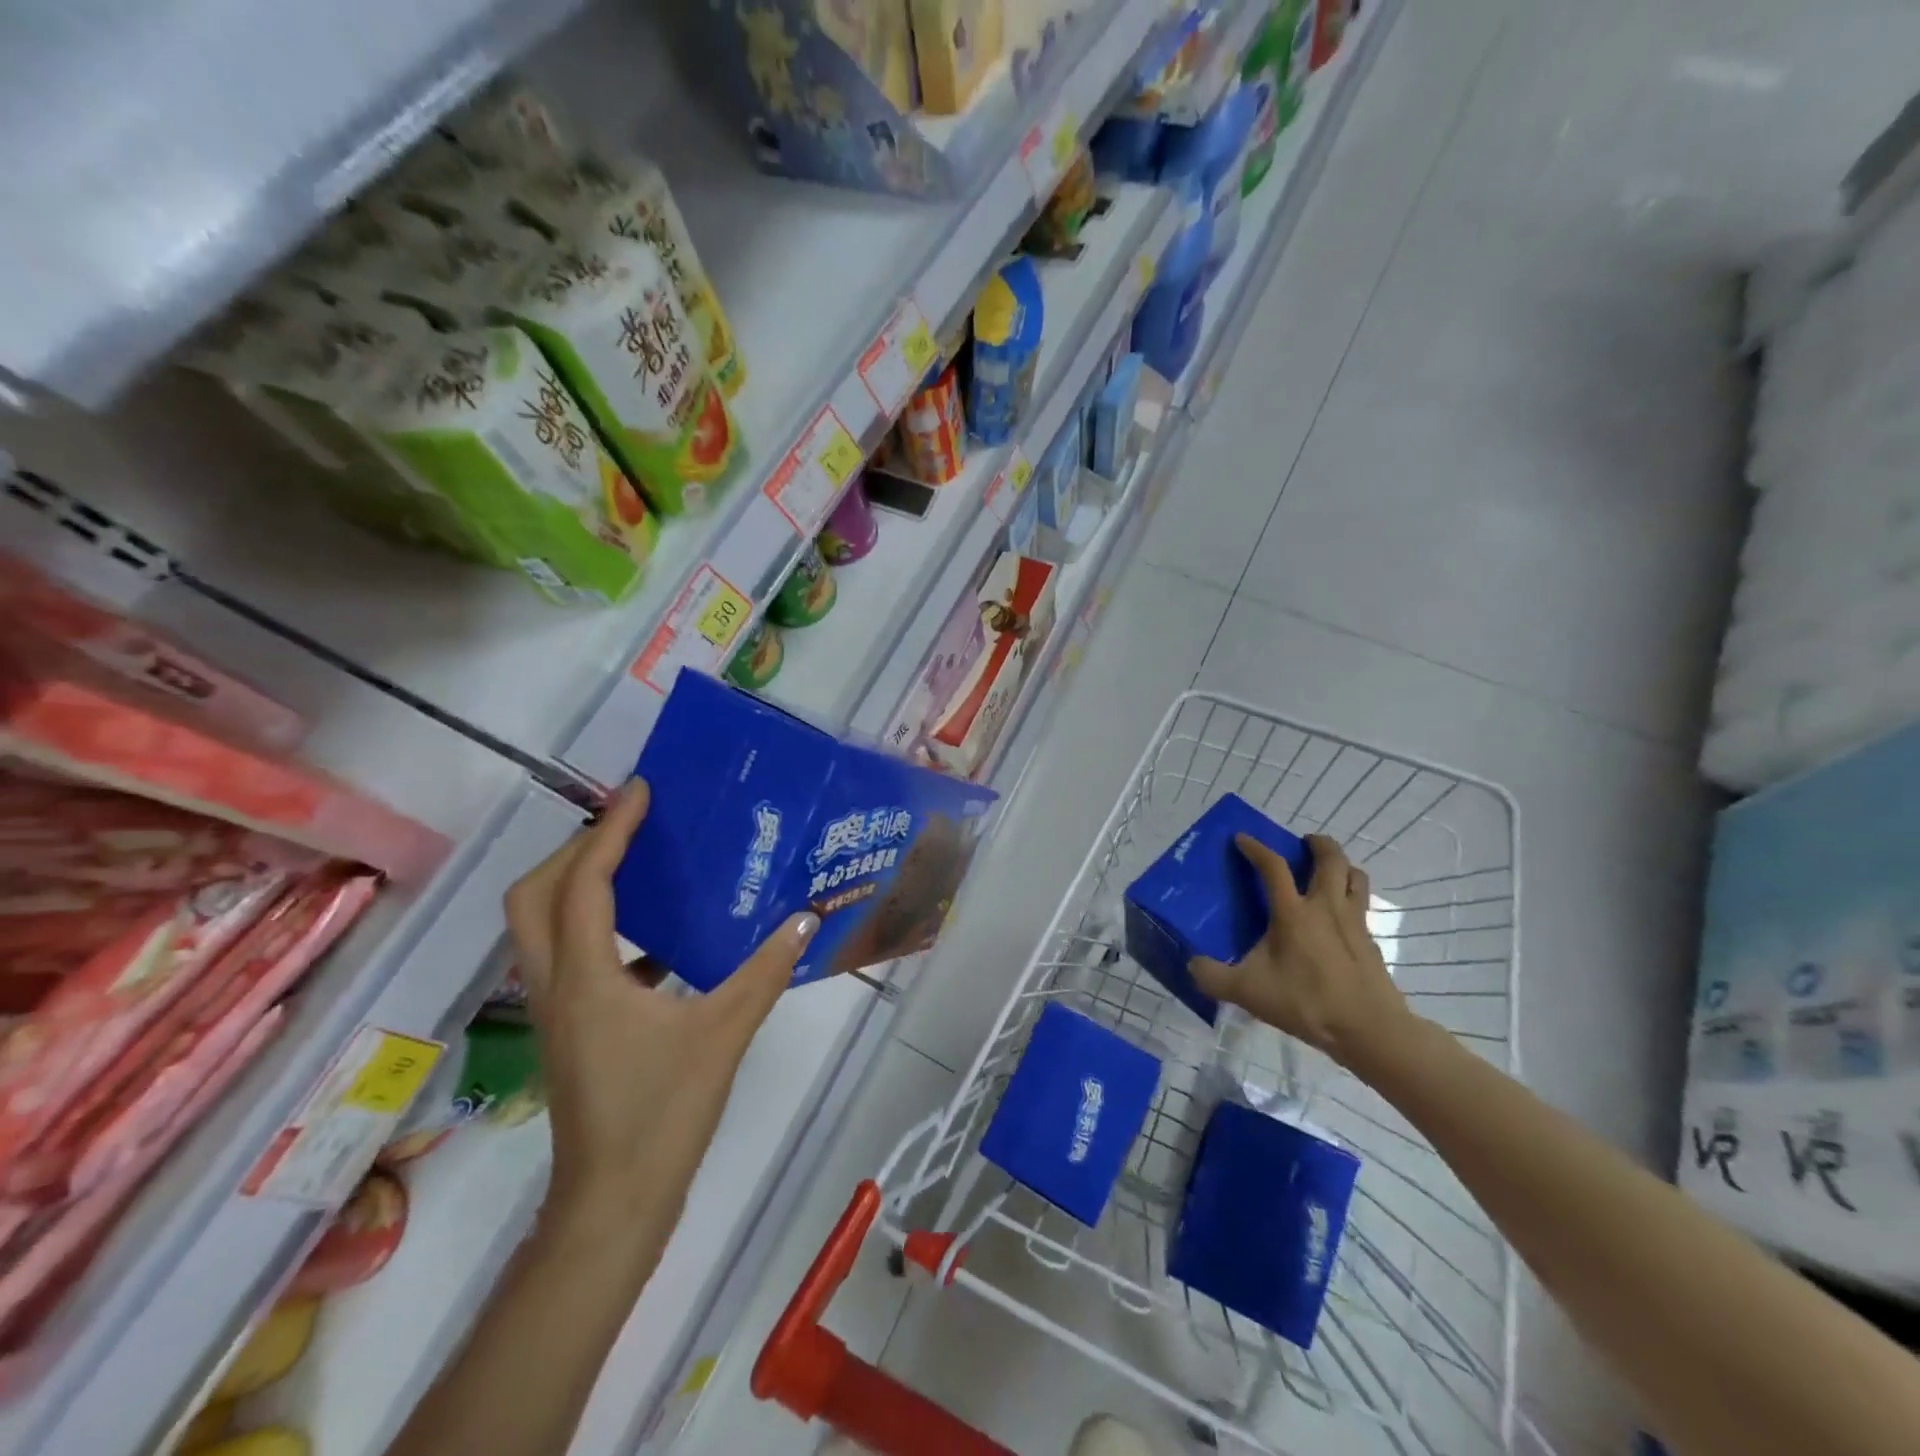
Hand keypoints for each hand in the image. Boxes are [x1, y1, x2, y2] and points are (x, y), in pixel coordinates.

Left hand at [504, 779, 817, 1243]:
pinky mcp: (570, 1029)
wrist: (614, 1203)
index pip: (585, 881)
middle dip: (575, 849)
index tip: (640, 791)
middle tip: (628, 826)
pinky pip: (567, 956)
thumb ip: (765, 972)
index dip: (610, 829)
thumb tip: (806, 919)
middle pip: (534, 896)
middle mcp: (556, 984)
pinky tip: (653, 938)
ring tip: (634, 862)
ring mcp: (556, 1009)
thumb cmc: (662, 1114)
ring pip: (541, 927)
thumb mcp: (724, 1034)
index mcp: (586, 976)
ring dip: (577, 884)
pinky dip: (596, 926)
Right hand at [1188, 833, 1417, 1071]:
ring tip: (1326, 871)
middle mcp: (1325, 907)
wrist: (1368, 1028)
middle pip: (1331, 858)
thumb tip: (1192, 964)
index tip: (1242, 838)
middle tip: (1301, 844)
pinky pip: (1362, 904)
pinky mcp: (1370, 940)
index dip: (1256, 848)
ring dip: (1342, 865)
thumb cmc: (1306, 1002)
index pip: (1273, 866)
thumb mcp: (1248, 993)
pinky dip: (1351, 896)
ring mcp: (1353, 921)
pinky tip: (1338, 915)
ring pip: (1355, 876)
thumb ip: (1213, 977)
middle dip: (1317, 843)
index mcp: (1293, 913)